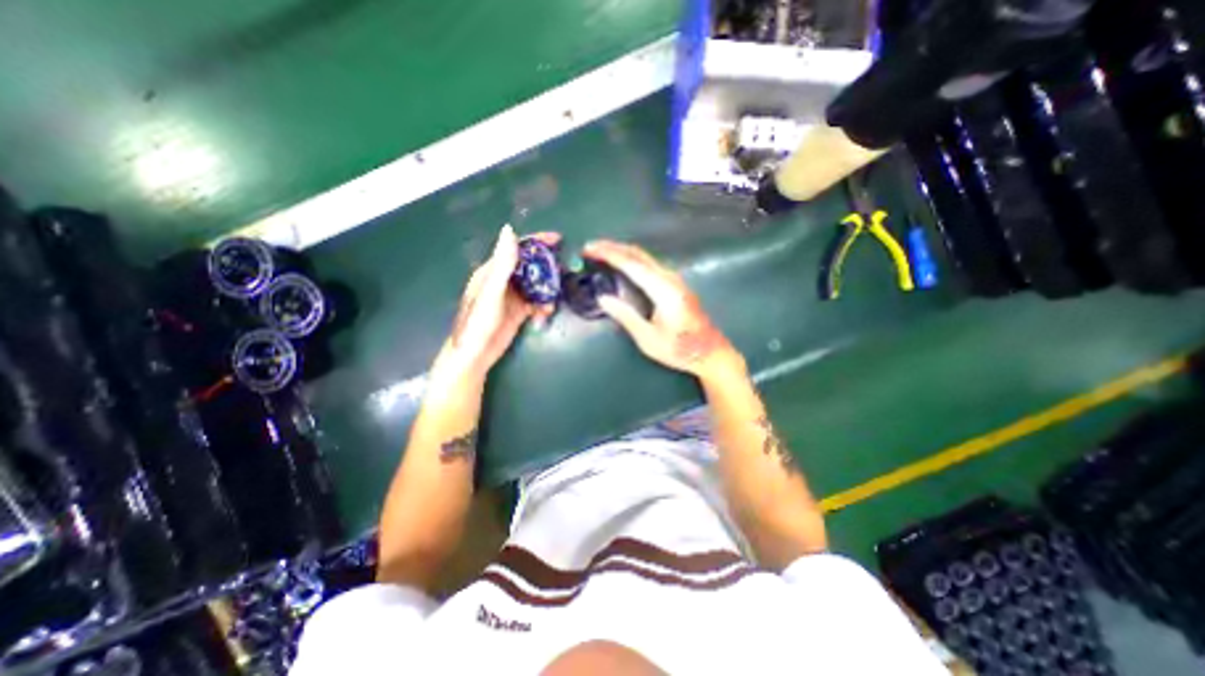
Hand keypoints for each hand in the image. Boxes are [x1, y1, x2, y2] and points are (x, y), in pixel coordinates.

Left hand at [434, 225, 560, 384]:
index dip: (536, 242)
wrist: (475, 355)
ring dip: (547, 288)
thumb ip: (502, 264)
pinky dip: (543, 305)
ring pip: (535, 284)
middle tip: (564, 269)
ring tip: (557, 295)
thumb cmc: (479, 322)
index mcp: (493, 271)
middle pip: (529, 265)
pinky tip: (547, 312)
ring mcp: (512, 296)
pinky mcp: (518, 311)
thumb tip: (509, 230)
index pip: (516, 249)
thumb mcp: (492, 292)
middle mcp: (503, 280)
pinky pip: (536, 302)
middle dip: (547, 266)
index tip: (558, 240)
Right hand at [585, 241, 743, 378]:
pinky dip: (632, 260)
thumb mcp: (648, 339)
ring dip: (622, 252)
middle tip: (591, 247)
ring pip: (645, 257)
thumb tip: (603, 297)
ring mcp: (675, 280)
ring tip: (601, 253)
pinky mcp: (676, 284)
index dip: (609, 254)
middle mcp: (670, 279)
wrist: (711, 353)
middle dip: (613, 247)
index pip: (632, 265)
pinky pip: (650, 265)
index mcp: (664, 290)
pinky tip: (622, 265)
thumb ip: (626, 316)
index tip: (589, 248)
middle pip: (639, 254)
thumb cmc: (680, 350)